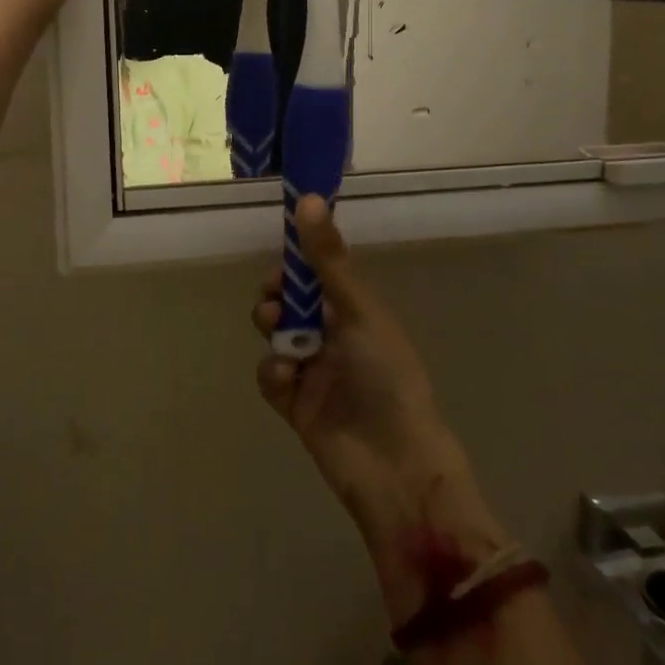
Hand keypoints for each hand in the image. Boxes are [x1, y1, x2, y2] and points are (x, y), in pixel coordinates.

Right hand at [253, 197, 507, 623]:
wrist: (394, 466)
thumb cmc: (387, 376)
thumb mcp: (359, 310)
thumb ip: (328, 259)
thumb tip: (307, 198)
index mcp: (355, 311)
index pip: (316, 274)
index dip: (295, 263)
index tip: (281, 258)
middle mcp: (333, 336)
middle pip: (290, 303)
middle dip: (277, 297)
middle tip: (276, 302)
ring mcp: (313, 370)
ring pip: (276, 336)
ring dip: (273, 331)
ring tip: (280, 338)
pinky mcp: (296, 404)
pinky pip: (270, 375)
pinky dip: (273, 372)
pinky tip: (287, 379)